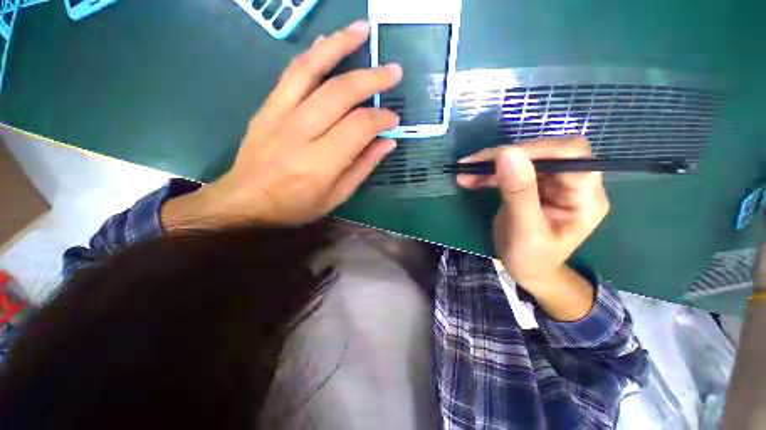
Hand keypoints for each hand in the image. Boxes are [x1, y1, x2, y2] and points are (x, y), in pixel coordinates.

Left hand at [164, 21, 401, 227]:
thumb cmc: (294, 206)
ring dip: (340, 45)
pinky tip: (329, 41)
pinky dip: (313, 54)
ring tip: (363, 30)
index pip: (358, 127)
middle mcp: (300, 133)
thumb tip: (387, 143)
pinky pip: (291, 73)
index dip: (381, 119)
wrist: (244, 201)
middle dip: (372, 79)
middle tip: (393, 72)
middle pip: (340, 93)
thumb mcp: (336, 197)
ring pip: (313, 70)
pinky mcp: (267, 107)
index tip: (393, 119)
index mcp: (320, 163)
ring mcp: (280, 114)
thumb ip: (362, 168)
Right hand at [457, 137, 609, 290]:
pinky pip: (510, 171)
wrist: (527, 270)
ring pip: (523, 160)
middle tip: (473, 164)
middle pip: (543, 153)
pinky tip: (469, 178)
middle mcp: (571, 183)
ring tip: (465, 172)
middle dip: (505, 156)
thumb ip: (518, 192)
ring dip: (491, 165)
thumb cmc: (531, 259)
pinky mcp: (532, 186)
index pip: (571, 154)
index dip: (536, 149)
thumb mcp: (524, 230)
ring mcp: (551, 183)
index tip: (499, 157)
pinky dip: (488, 173)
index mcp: (584, 196)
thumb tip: (508, 152)